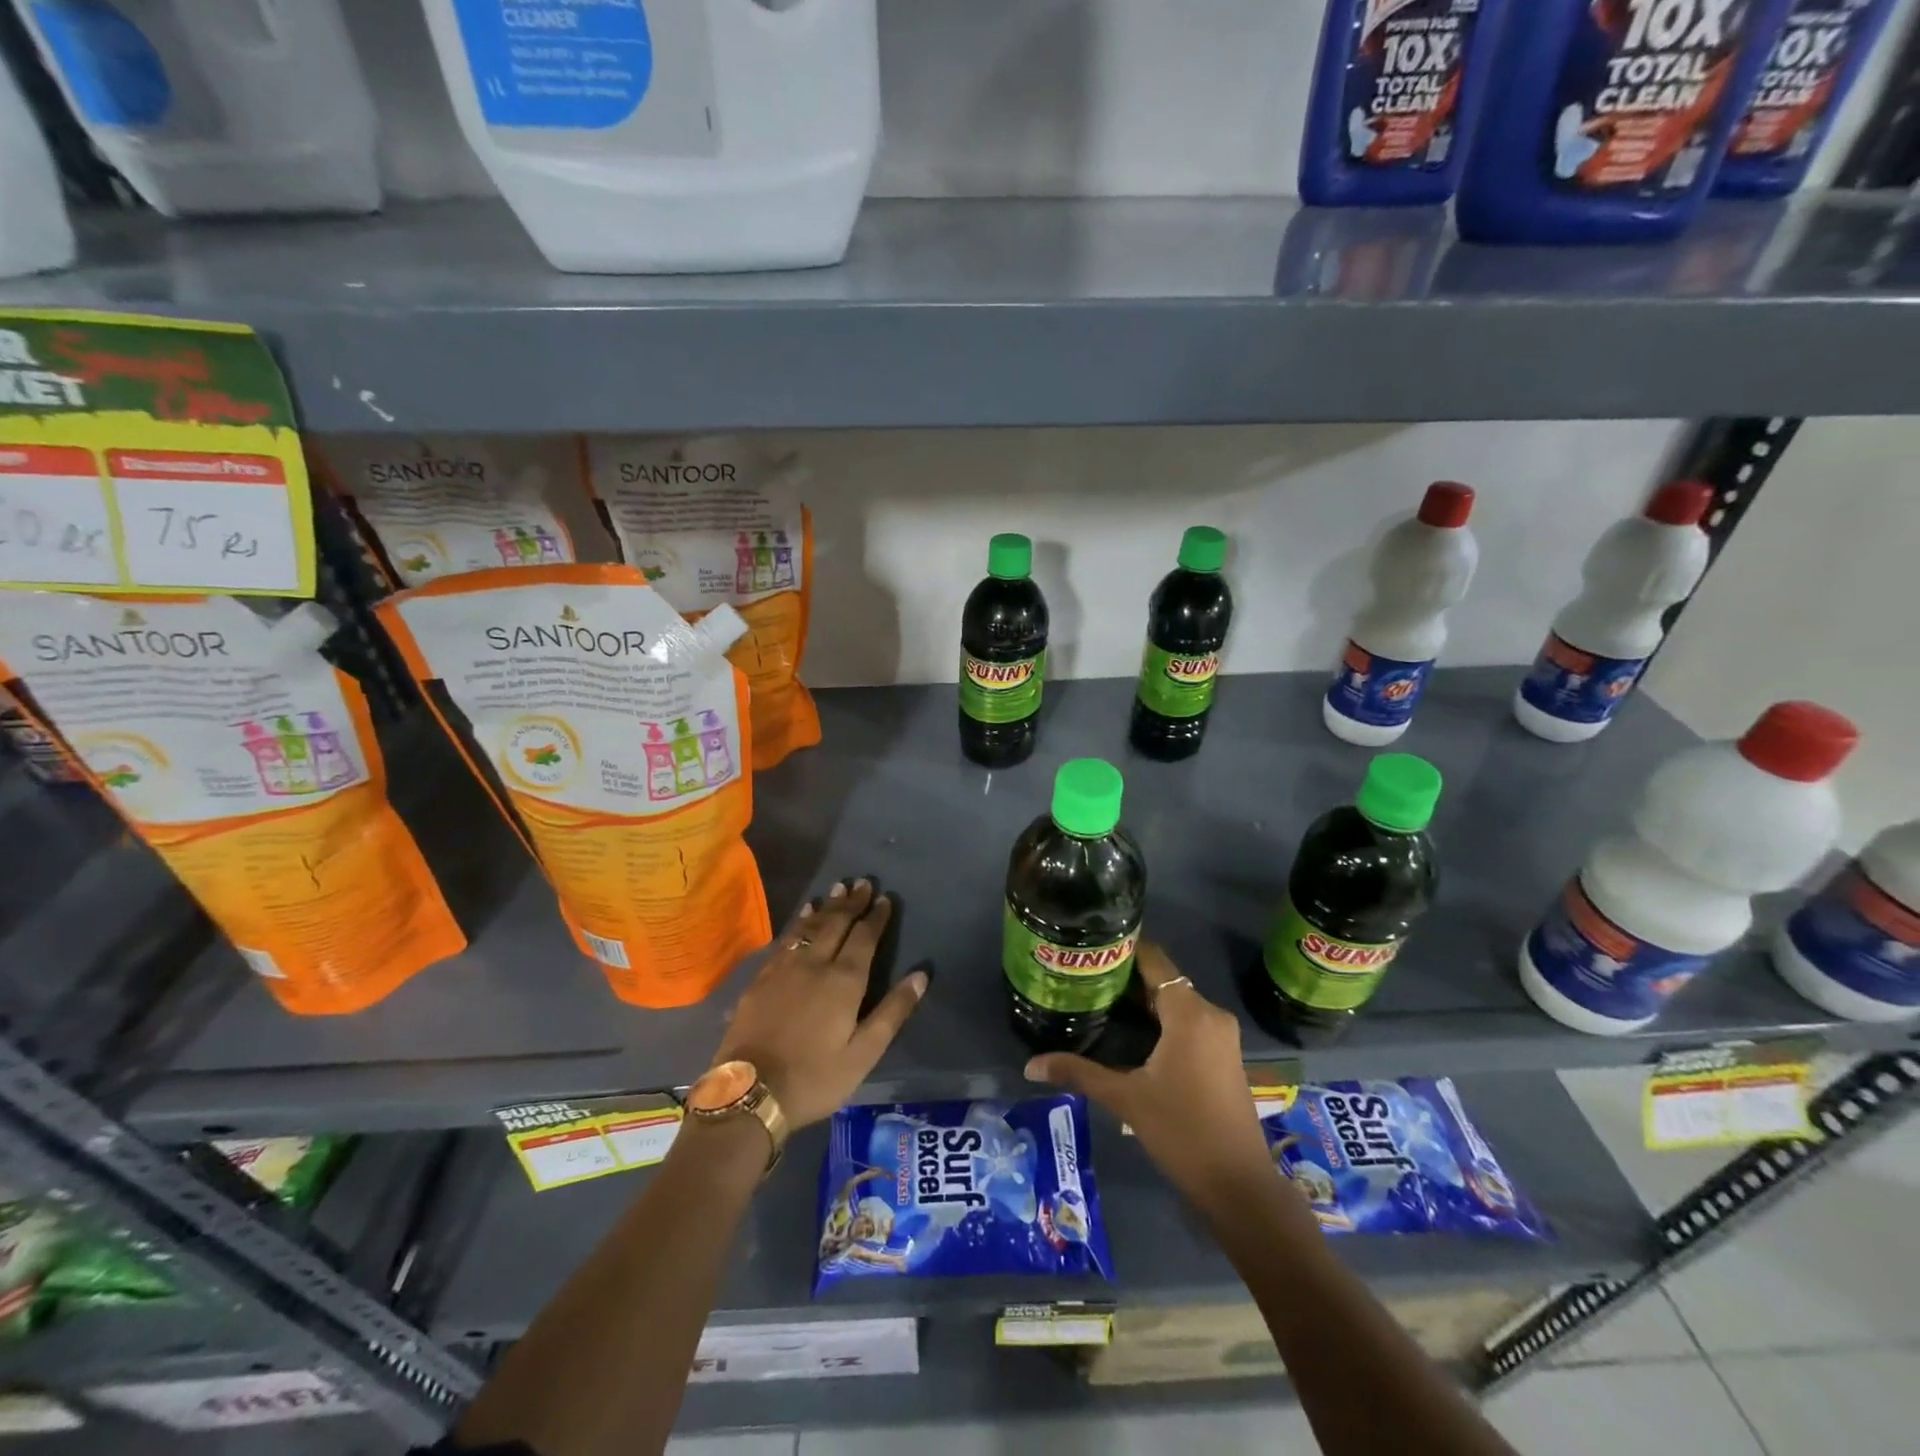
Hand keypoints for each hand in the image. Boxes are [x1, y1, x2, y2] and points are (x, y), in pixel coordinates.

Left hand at [713, 879, 926, 1128]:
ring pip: (810, 926)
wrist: (749, 1094)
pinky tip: (803, 915)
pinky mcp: (762, 978)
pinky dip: (799, 922)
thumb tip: (921, 975)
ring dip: (827, 906)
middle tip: (862, 882)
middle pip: (837, 924)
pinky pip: (786, 938)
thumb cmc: (814, 1077)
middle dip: (852, 902)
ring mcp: (784, 968)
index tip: (885, 898)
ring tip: (837, 888)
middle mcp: (815, 964)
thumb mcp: (863, 1054)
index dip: (876, 917)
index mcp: (844, 981)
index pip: (865, 937)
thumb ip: (892, 1012)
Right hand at [1024, 944, 1292, 1219]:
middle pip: (1163, 979)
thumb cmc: (1182, 1131)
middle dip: (1125, 977)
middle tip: (1083, 975)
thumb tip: (1030, 1065)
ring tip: (1098, 997)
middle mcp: (1209, 1013)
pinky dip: (1160, 1018)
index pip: (1154, 960)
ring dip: (1142, 1000)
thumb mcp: (1126, 1099)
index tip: (1089, 946)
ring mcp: (1220, 1035)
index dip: (1123, 949)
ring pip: (1175, 1001)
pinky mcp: (1223, 1054)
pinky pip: (1188, 1020)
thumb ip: (1079, 1073)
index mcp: (1189, 1012)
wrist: (1239, 1185)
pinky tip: (1130, 1030)